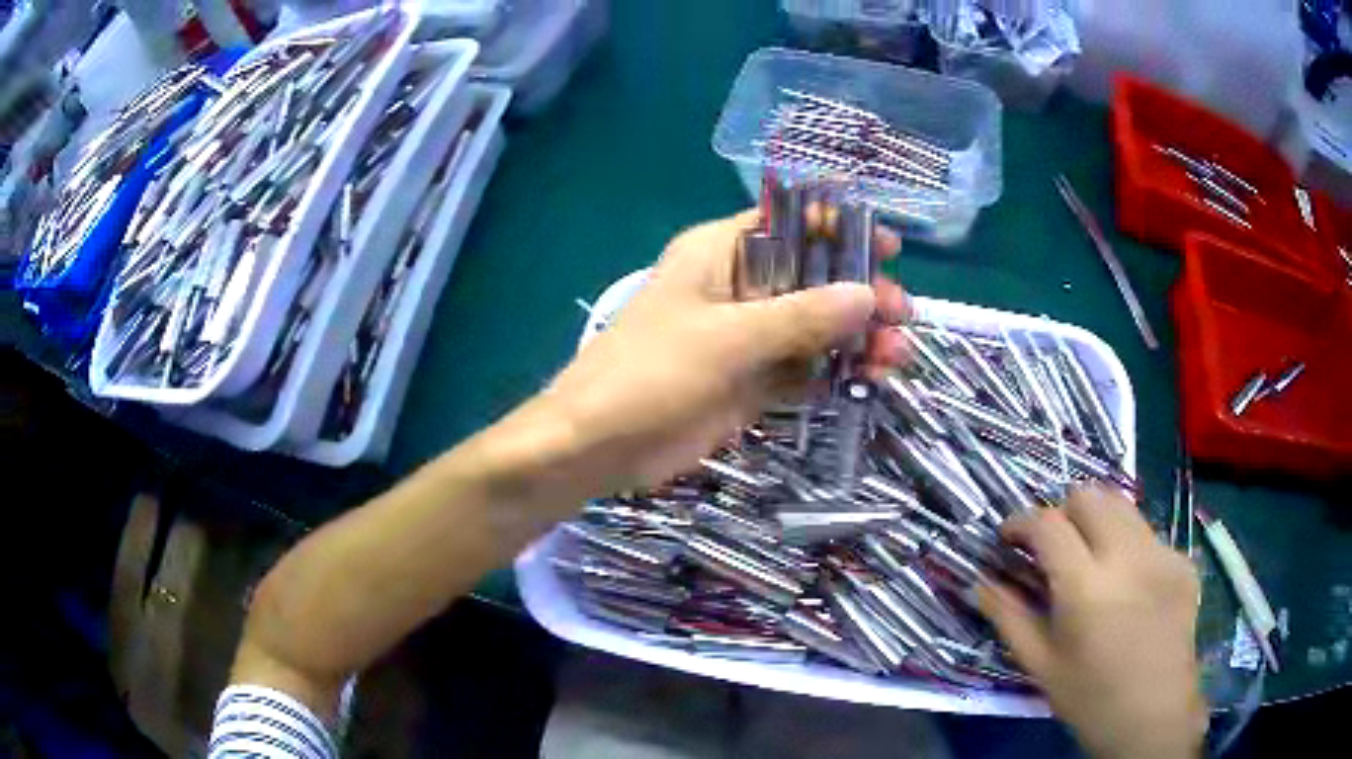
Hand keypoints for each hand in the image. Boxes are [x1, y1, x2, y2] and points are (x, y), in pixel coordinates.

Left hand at [532, 208, 907, 496]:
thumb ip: (802, 316)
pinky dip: (834, 376)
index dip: (839, 229)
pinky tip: (868, 383)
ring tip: (895, 357)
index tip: (889, 248)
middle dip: (858, 294)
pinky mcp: (748, 383)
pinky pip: (802, 371)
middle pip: (811, 279)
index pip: (789, 224)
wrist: (598, 445)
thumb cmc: (652, 372)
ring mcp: (745, 339)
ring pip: (813, 329)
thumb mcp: (730, 337)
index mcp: (720, 254)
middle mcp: (736, 288)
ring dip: (855, 340)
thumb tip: (867, 295)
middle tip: (901, 315)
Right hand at [979, 486, 1206, 758]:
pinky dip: (1127, 545)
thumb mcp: (1041, 666)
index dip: (1021, 521)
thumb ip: (1010, 618)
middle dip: (1062, 512)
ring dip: (1096, 521)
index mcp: (1086, 588)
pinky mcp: (1183, 561)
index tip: (1008, 537)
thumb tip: (981, 583)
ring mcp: (1162, 554)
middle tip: (1052, 548)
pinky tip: (1127, 586)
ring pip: (1122, 505)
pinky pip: (1147, 534)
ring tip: (1089, 559)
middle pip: (1089, 495)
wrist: (1154, 716)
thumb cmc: (1090, 699)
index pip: (1048, 524)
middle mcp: (1128, 556)